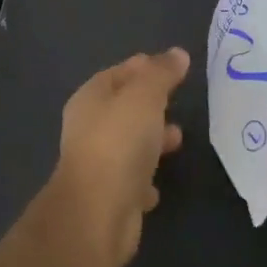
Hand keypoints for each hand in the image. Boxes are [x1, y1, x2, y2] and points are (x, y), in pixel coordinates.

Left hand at [53, 48, 188, 266]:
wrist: (98, 213)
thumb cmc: (119, 142)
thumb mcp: (145, 97)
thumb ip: (161, 74)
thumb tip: (177, 53)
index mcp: (90, 98)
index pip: (118, 73)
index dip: (143, 67)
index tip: (171, 66)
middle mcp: (89, 128)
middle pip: (123, 109)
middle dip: (150, 104)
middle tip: (177, 101)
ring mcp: (97, 165)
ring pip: (128, 144)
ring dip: (151, 141)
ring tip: (178, 139)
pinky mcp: (109, 198)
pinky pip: (131, 181)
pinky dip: (145, 179)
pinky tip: (158, 185)